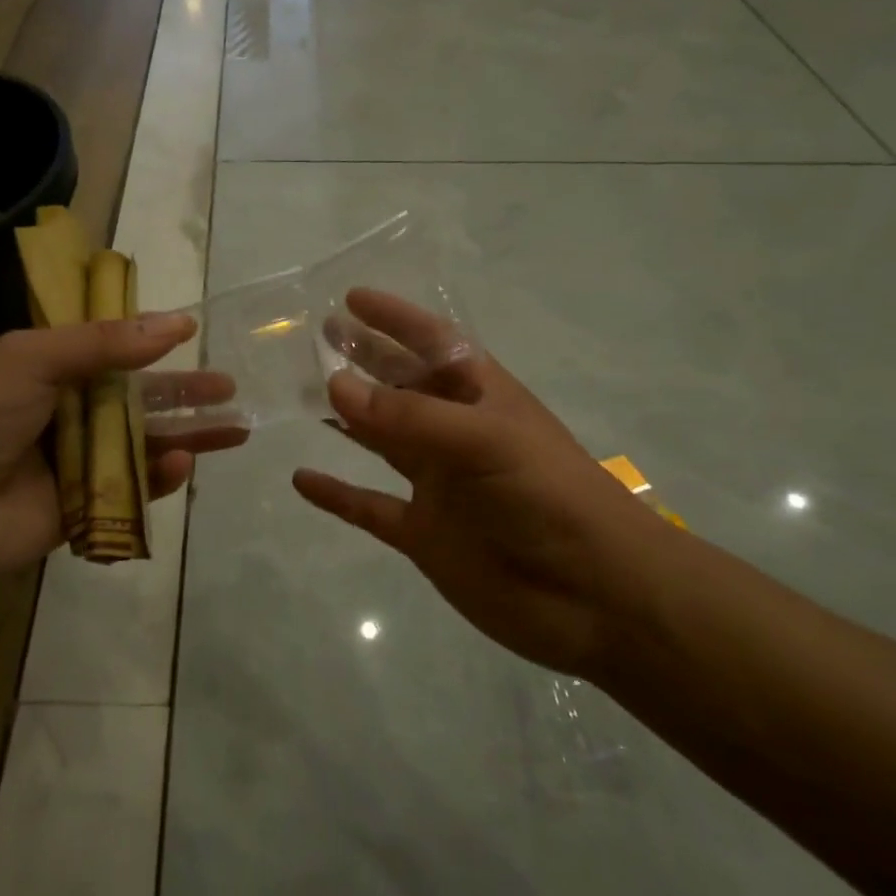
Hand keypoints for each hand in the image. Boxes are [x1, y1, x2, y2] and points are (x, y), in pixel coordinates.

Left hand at [0, 315, 242, 582]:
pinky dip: (161, 478)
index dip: (157, 346)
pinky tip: (184, 463)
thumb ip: (103, 343)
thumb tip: (177, 322)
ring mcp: (84, 463)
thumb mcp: (34, 358)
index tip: (196, 336)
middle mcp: (77, 414)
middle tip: (231, 390)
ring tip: (235, 429)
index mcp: (60, 373)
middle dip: (188, 395)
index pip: (119, 354)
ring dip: (190, 436)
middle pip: (144, 402)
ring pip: (148, 445)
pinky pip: (135, 490)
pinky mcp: (88, 508)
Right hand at [292, 289, 670, 676]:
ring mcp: (439, 485)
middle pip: (402, 387)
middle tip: (320, 338)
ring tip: (302, 394)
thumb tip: (335, 385)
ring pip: (382, 441)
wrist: (594, 597)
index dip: (396, 320)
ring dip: (347, 418)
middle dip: (365, 360)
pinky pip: (369, 507)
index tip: (352, 299)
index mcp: (483, 398)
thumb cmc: (549, 497)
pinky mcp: (423, 533)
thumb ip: (410, 416)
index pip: (434, 344)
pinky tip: (302, 479)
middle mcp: (456, 434)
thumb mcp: (485, 441)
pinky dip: (337, 494)